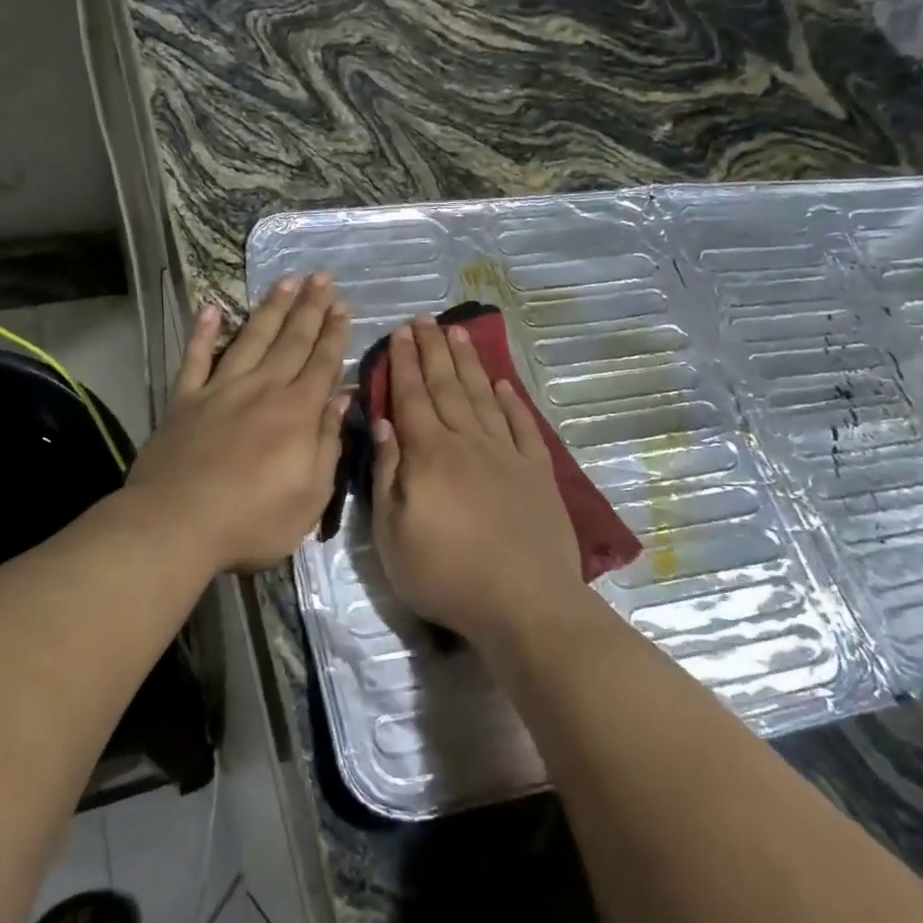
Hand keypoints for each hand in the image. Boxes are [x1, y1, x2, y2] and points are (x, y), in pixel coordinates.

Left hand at [126, 273, 349, 572]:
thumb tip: (343, 399)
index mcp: (296, 413)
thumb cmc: (252, 521)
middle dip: (309, 308)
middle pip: (291, 341)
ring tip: (285, 282)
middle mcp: (262, 390)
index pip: (322, 363)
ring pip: (251, 339)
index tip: (343, 305)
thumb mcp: (310, 496)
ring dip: (270, 309)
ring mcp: (220, 390)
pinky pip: (196, 358)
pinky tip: (211, 309)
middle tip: (321, 277)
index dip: (335, 333)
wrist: (176, 525)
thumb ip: (329, 443)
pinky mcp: (185, 400)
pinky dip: (203, 332)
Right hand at [371, 316, 586, 648]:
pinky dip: (512, 402)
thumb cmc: (446, 573)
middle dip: (433, 350)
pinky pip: (522, 426)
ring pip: (483, 397)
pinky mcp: (538, 473)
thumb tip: (384, 424)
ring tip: (459, 334)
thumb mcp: (393, 533)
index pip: (412, 397)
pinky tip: (504, 385)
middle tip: (426, 319)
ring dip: (469, 364)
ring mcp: (507, 454)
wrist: (524, 602)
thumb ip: (388, 474)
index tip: (400, 332)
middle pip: (448, 387)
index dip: (405, 363)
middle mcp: (468, 442)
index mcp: (430, 454)